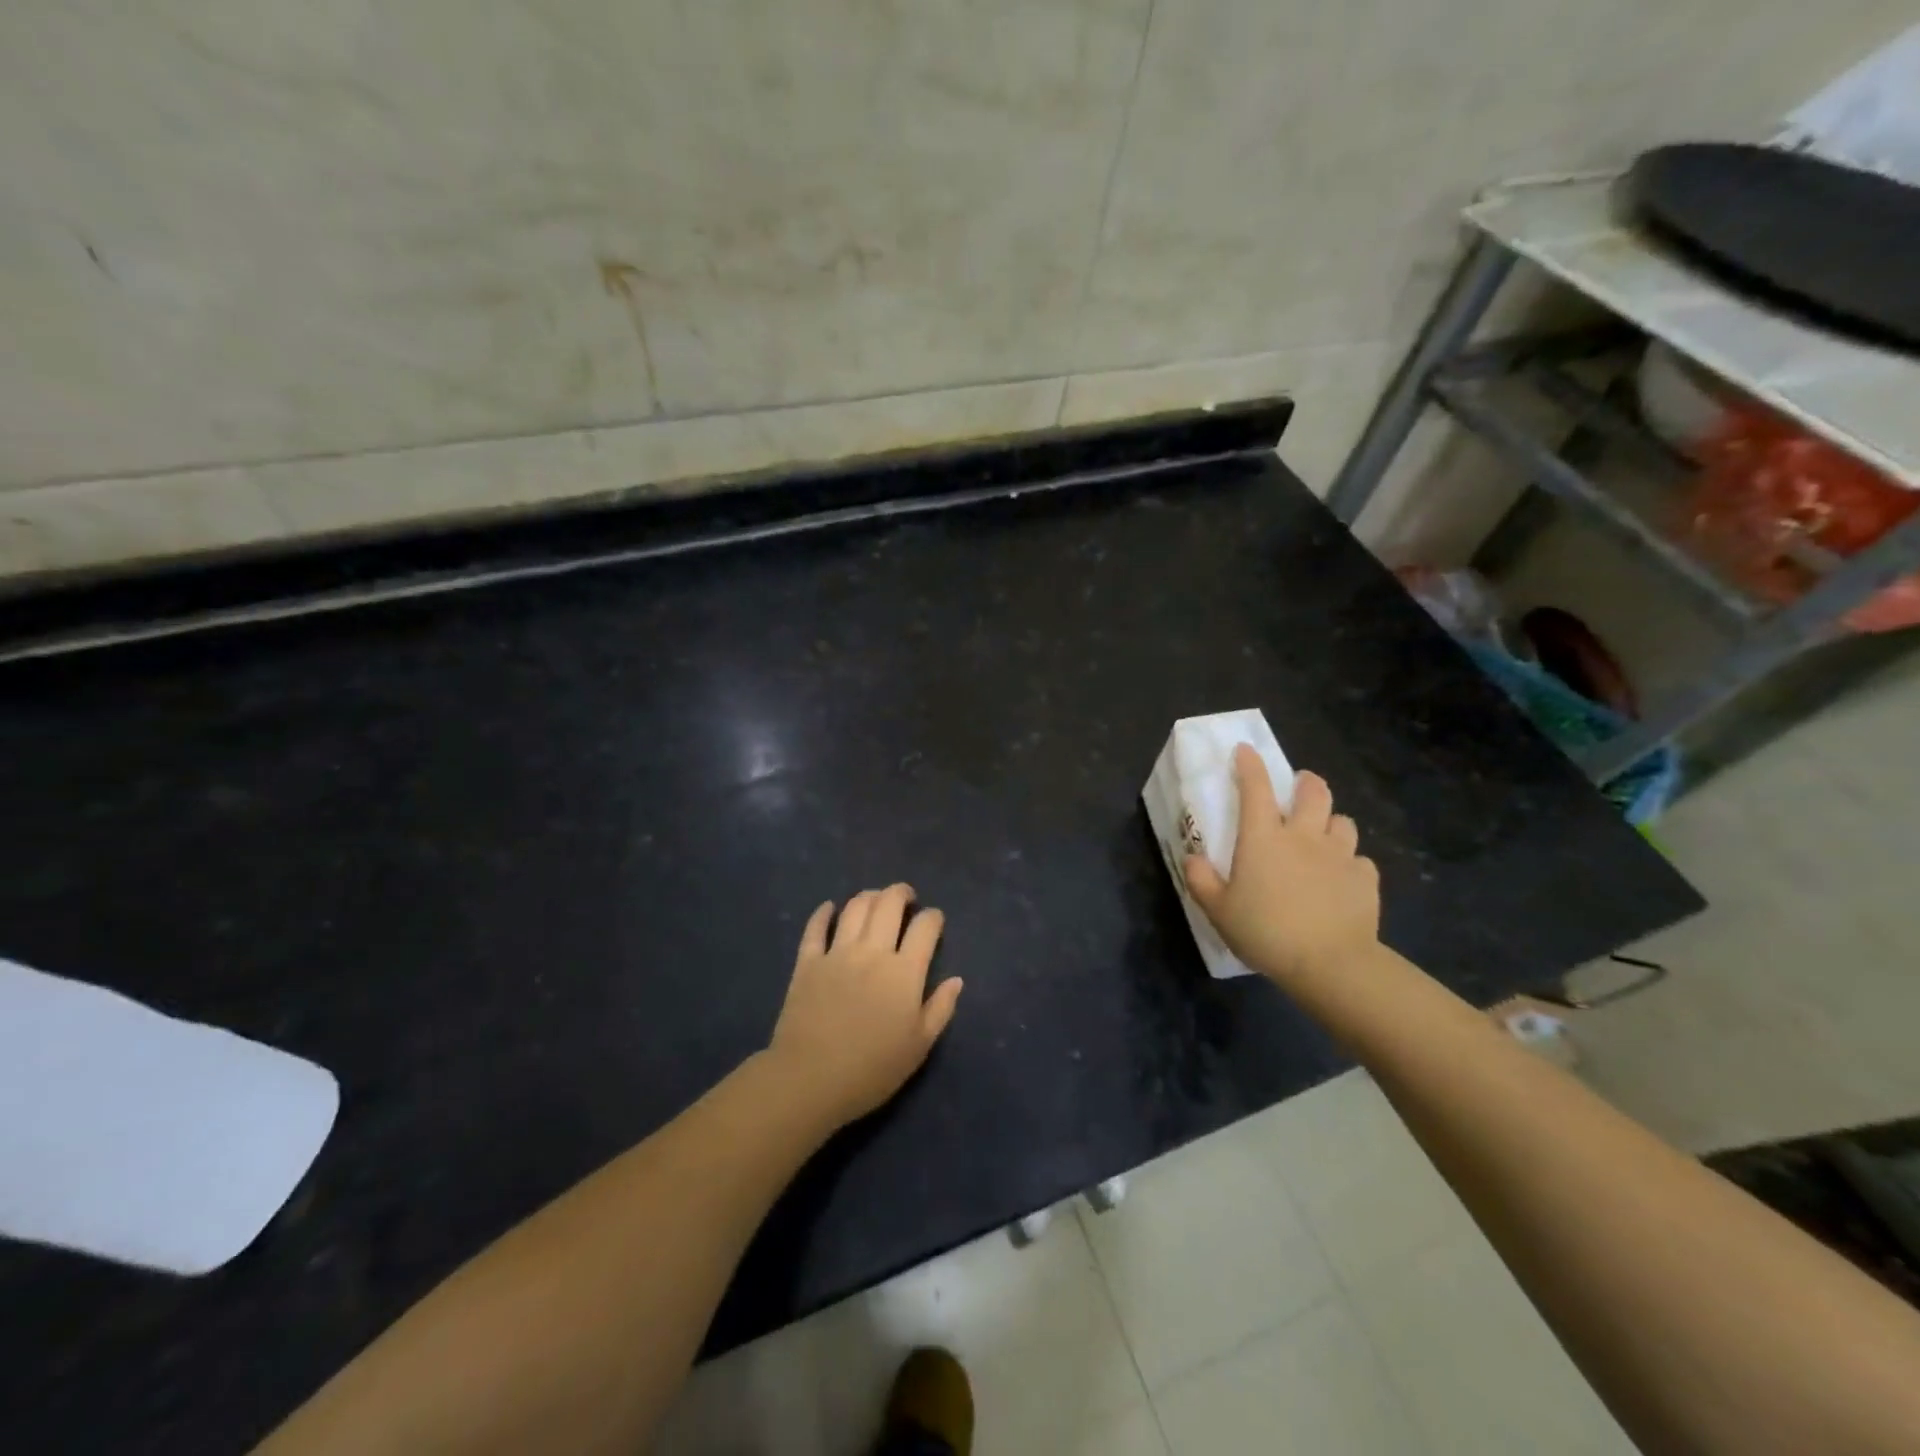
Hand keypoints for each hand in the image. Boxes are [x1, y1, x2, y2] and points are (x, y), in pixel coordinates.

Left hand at [767, 884, 963, 1128]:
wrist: (810, 1080)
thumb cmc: (872, 1069)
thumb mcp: (918, 1046)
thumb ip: (940, 1008)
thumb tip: (956, 980)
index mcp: (904, 971)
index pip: (925, 927)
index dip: (934, 917)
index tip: (935, 921)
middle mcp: (872, 951)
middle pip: (889, 904)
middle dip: (902, 893)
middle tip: (907, 898)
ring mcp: (837, 953)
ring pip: (856, 907)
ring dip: (870, 896)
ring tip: (876, 899)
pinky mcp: (807, 962)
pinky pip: (816, 928)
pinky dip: (824, 913)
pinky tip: (830, 908)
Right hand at [1184, 747, 1380, 986]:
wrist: (1330, 963)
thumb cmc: (1266, 932)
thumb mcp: (1218, 911)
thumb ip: (1202, 881)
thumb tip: (1194, 858)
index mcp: (1264, 838)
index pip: (1255, 788)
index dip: (1249, 765)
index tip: (1245, 750)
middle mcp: (1304, 836)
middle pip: (1313, 792)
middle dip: (1306, 782)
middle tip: (1299, 786)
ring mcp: (1340, 855)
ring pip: (1342, 821)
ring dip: (1331, 821)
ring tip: (1323, 833)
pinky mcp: (1365, 879)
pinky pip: (1360, 860)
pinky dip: (1350, 862)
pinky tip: (1342, 877)